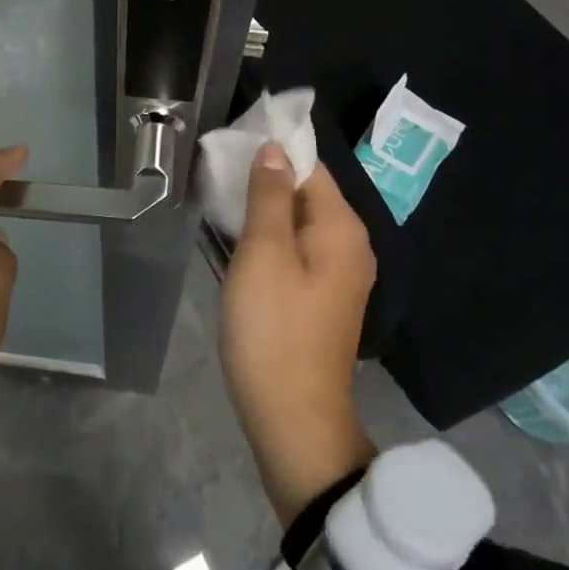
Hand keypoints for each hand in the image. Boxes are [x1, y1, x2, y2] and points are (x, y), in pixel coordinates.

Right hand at [219, 144, 377, 526]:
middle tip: (218, 177)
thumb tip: (275, 149)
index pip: (310, 167)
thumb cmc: (274, 330)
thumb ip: (269, 195)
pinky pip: (298, 251)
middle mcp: (351, 246)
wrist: (294, 422)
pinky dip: (271, 241)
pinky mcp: (324, 300)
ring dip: (264, 212)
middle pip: (307, 194)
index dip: (273, 152)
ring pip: (299, 224)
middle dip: (265, 181)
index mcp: (342, 228)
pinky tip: (240, 246)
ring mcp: (340, 276)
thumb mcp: (264, 253)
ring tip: (222, 205)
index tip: (231, 147)